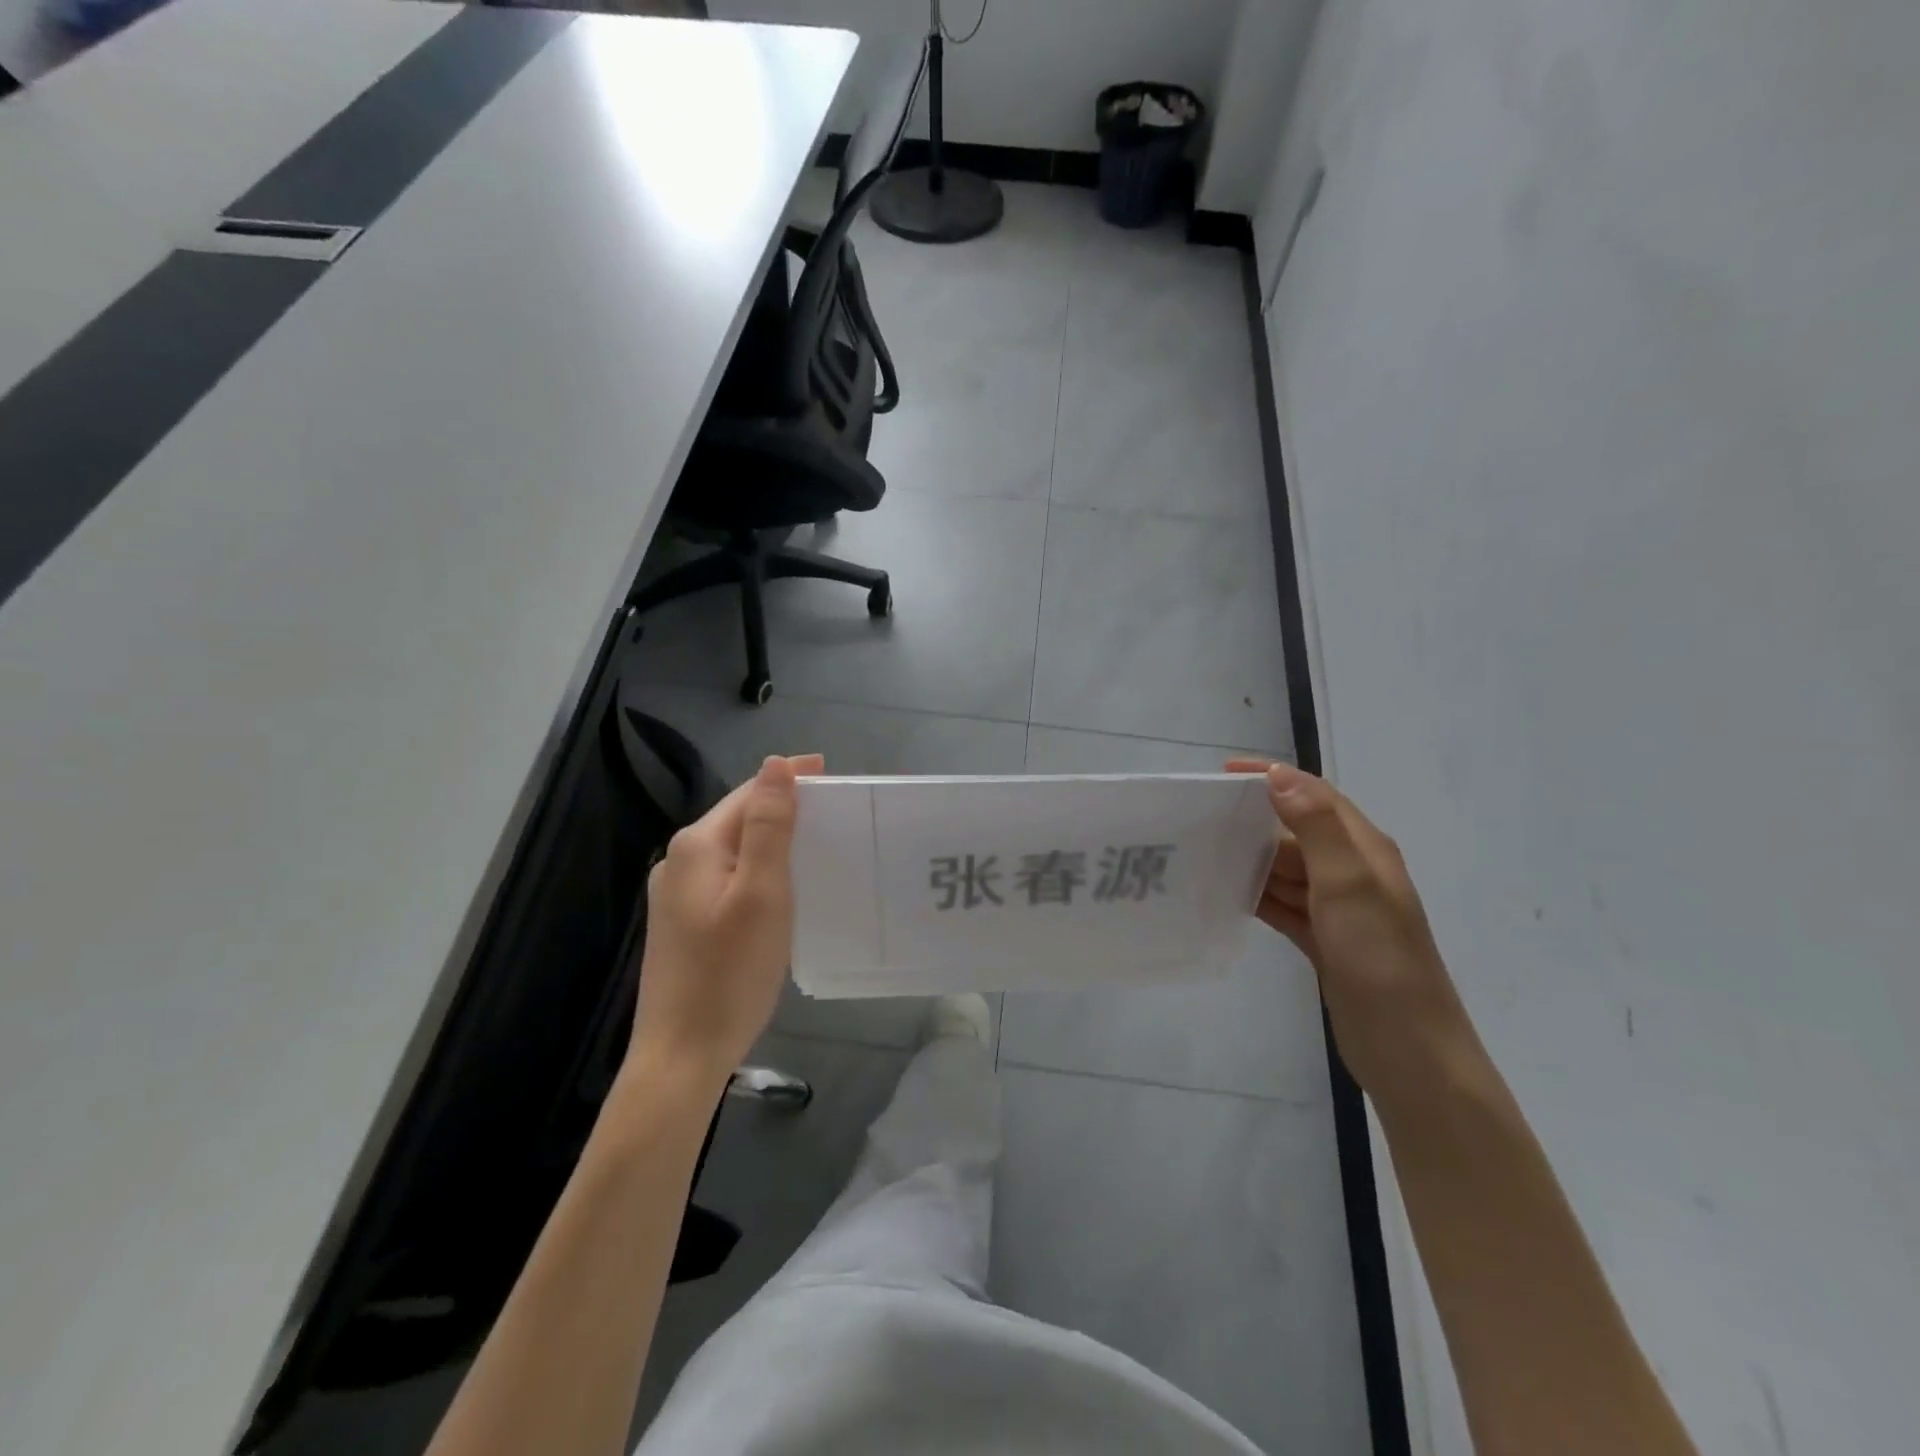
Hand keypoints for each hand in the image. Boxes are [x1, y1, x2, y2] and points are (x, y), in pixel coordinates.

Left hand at [629, 753, 822, 1088]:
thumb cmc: (729, 973)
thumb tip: (775, 764)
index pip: (749, 794)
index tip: (829, 772)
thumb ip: (769, 826)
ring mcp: (676, 895)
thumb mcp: (762, 893)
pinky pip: (728, 878)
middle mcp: (679, 861)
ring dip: (772, 839)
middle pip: (738, 819)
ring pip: (734, 850)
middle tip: (832, 810)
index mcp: (697, 847)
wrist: (681, 1055)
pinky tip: (781, 886)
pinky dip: (758, 869)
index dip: (789, 778)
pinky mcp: (682, 923)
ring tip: (815, 843)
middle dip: (782, 807)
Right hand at [1227, 759, 1481, 1108]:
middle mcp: (1352, 873)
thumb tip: (1279, 776)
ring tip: (1202, 851)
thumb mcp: (1349, 888)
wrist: (1409, 1053)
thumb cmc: (1381, 963)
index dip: (1274, 778)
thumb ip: (1316, 828)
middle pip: (1296, 832)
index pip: (1316, 796)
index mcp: (1364, 851)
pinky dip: (1256, 894)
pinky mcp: (1324, 940)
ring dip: (1250, 858)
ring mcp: (1338, 910)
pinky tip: (1224, 893)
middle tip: (1201, 818)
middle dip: (1254, 820)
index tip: (1225, 773)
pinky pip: (1283, 903)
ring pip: (1286, 869)